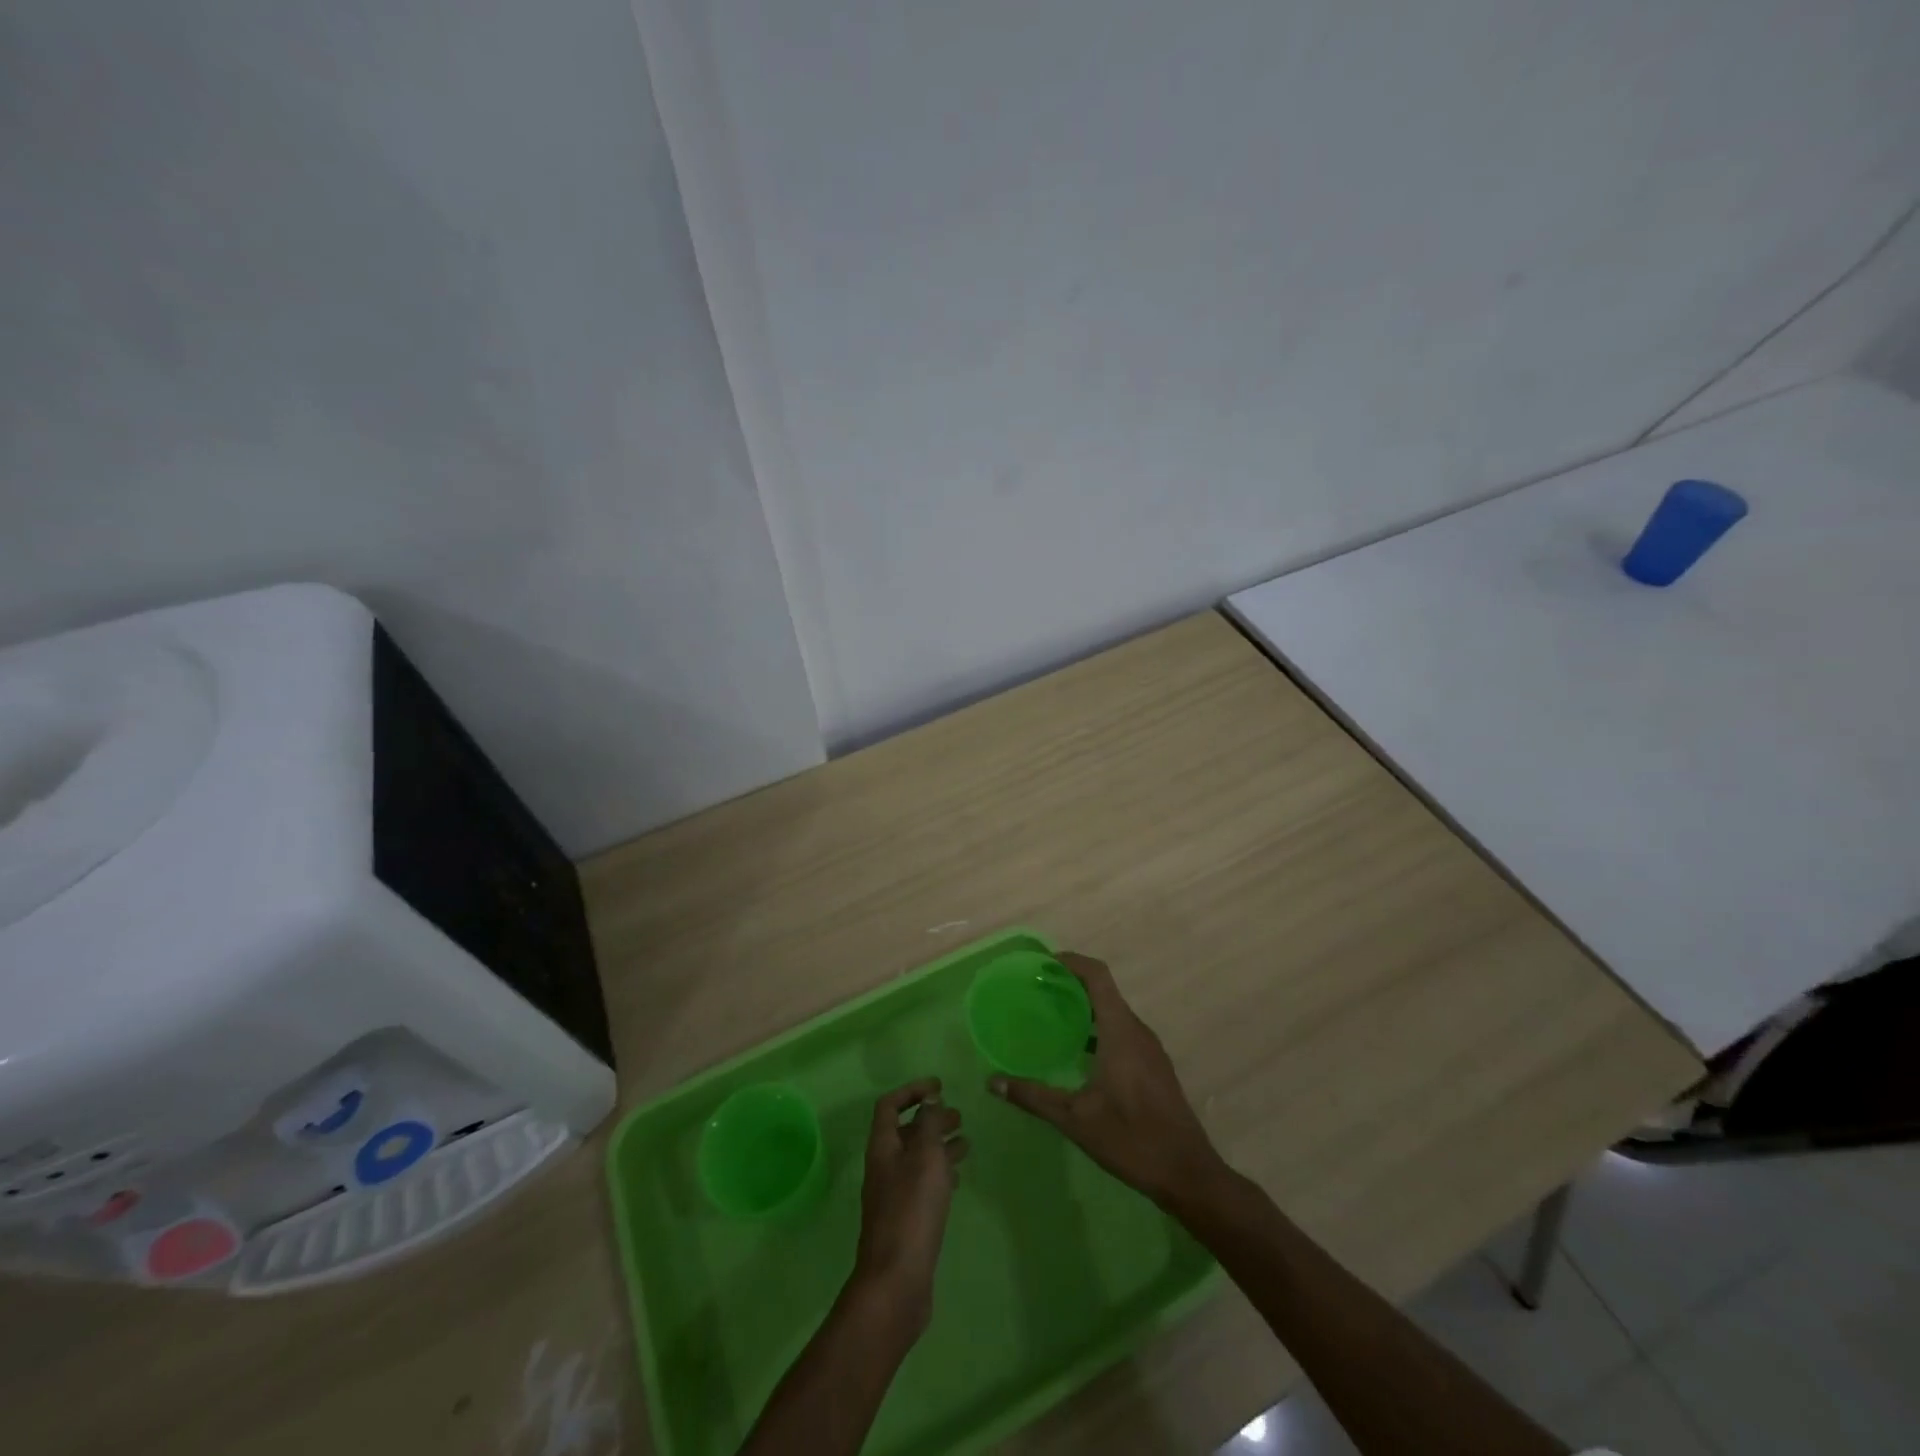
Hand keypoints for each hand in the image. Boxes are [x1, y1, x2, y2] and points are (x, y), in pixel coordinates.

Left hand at [851, 1078, 967, 1333]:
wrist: (896, 1281)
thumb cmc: (911, 1211)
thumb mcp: (925, 1158)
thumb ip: (929, 1124)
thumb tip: (930, 1099)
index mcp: (882, 1147)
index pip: (890, 1105)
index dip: (912, 1091)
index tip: (939, 1086)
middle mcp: (884, 1167)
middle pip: (906, 1132)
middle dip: (931, 1119)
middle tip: (959, 1116)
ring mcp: (893, 1195)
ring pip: (917, 1158)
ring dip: (939, 1145)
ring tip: (966, 1143)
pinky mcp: (906, 1219)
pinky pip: (923, 1184)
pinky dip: (940, 1173)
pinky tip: (958, 1178)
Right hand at [989, 952, 1225, 1207]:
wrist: (1187, 1174)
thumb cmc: (1131, 1139)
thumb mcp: (1075, 1119)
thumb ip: (1033, 1096)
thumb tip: (993, 1082)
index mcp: (1121, 1031)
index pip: (1098, 976)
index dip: (1072, 962)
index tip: (1043, 964)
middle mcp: (1138, 1031)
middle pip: (1104, 991)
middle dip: (1072, 984)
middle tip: (1037, 991)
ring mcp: (1149, 1049)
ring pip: (1114, 1012)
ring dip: (1085, 1007)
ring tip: (1052, 1017)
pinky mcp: (1154, 1066)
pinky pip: (1123, 1031)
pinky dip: (1098, 1027)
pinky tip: (1079, 1052)